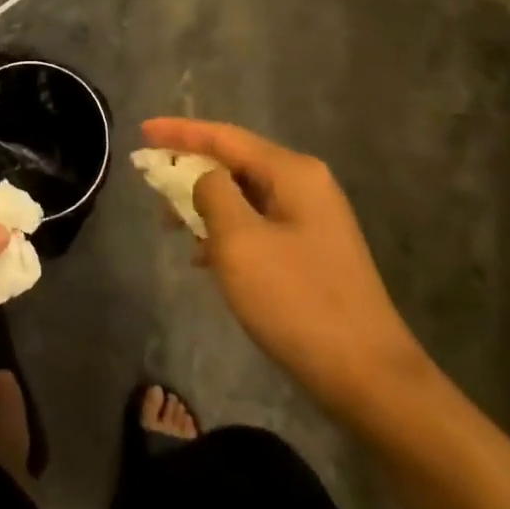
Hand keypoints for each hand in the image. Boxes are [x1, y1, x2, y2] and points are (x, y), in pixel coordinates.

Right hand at [142, 118, 431, 423]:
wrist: (368, 377)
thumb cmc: (297, 301)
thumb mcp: (240, 242)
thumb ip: (212, 194)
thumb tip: (204, 178)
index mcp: (292, 173)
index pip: (224, 137)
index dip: (179, 132)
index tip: (141, 132)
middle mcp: (305, 186)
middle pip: (234, 162)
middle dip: (189, 169)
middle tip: (150, 182)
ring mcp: (312, 220)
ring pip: (243, 196)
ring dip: (204, 205)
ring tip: (169, 224)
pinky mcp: (310, 252)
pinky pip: (256, 225)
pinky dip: (226, 231)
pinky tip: (203, 255)